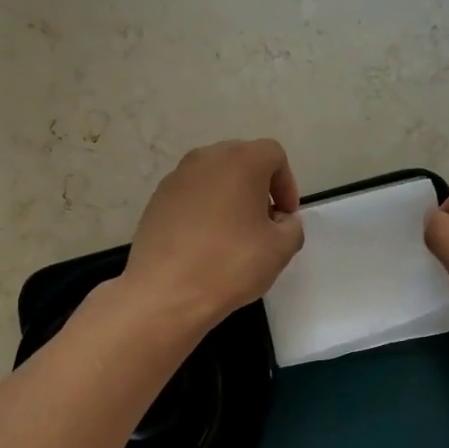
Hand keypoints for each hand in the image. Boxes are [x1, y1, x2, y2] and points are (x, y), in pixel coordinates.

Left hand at [119, 139, 304, 328]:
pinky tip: (204, 244)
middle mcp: (206, 159)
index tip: (285, 217)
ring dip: (229, 198)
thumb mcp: (280, 250)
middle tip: (264, 223)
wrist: (164, 292)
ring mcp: (176, 178)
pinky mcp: (156, 200)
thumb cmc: (229, 264)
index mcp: (240, 161)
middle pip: (241, 161)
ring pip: (214, 178)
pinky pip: (191, 195)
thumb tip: (281, 221)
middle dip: (258, 188)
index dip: (286, 184)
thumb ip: (292, 227)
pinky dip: (204, 210)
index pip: (273, 155)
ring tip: (234, 235)